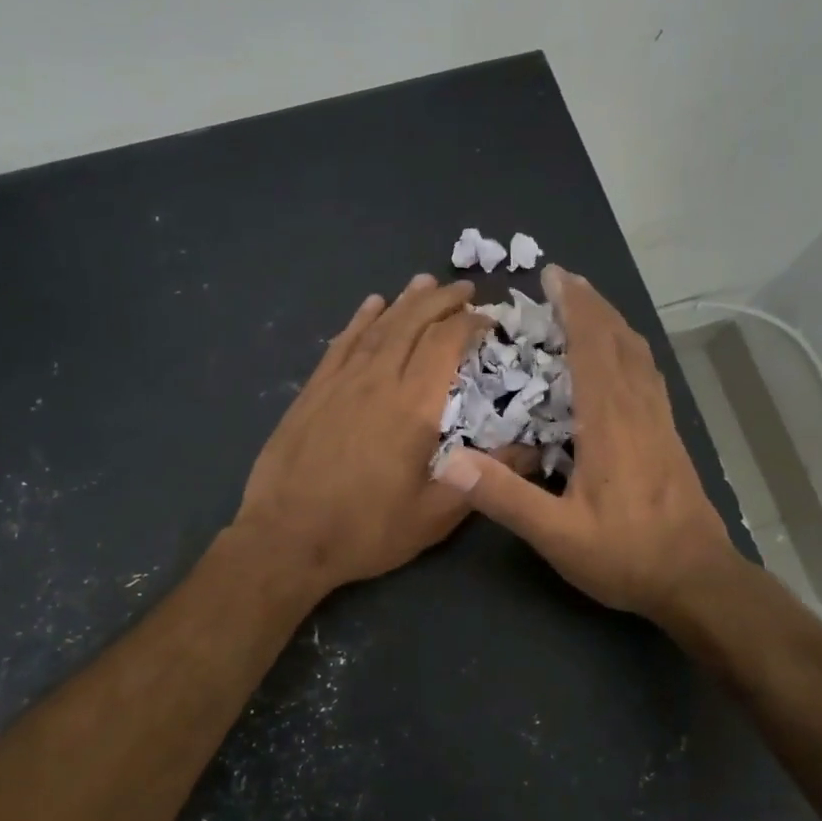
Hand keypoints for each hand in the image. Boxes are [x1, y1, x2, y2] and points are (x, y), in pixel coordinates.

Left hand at [235, 273, 506, 599]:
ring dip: (404, 302)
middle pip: (412, 324)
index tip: (488, 318)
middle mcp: (377, 381)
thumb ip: (485, 479)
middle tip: (463, 288)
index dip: (470, 323)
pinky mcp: (312, 392)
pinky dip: (359, 320)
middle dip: (441, 301)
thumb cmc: (366, 530)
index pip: (445, 344)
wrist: (286, 537)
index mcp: (413, 407)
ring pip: (377, 328)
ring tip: (423, 282)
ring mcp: (340, 383)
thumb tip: (536, 453)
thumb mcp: (435, 515)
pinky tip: (370, 307)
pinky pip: (341, 344)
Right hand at [434, 266, 735, 626]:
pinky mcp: (670, 435)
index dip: (573, 308)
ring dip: (612, 322)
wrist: (697, 580)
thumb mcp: (556, 535)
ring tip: (588, 305)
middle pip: (618, 340)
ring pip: (638, 354)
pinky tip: (620, 358)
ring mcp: (660, 421)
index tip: (553, 275)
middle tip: (563, 279)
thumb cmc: (625, 555)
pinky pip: (648, 374)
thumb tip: (449, 460)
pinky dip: (629, 349)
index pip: (592, 348)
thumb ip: (504, 497)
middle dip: (591, 304)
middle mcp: (638, 410)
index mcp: (609, 423)